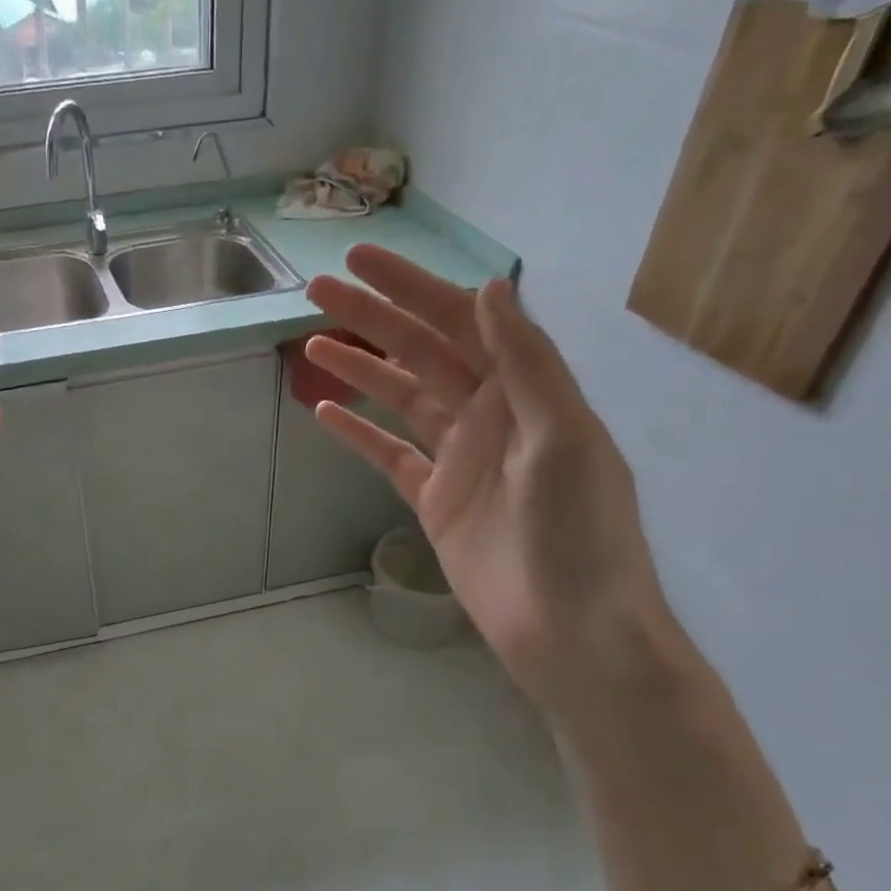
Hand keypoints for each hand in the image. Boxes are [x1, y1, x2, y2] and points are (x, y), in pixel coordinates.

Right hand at [304, 246, 670, 710]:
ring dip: (359, 370)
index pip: (460, 322)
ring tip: (310, 346)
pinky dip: (359, 434)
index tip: (361, 261)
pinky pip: (390, 456)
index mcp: (525, 392)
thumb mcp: (563, 438)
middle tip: (316, 290)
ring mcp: (459, 459)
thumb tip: (487, 288)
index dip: (411, 288)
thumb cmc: (579, 534)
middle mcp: (490, 415)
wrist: (571, 630)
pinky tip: (325, 412)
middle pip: (421, 353)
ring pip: (401, 399)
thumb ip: (526, 363)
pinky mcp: (435, 501)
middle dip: (371, 319)